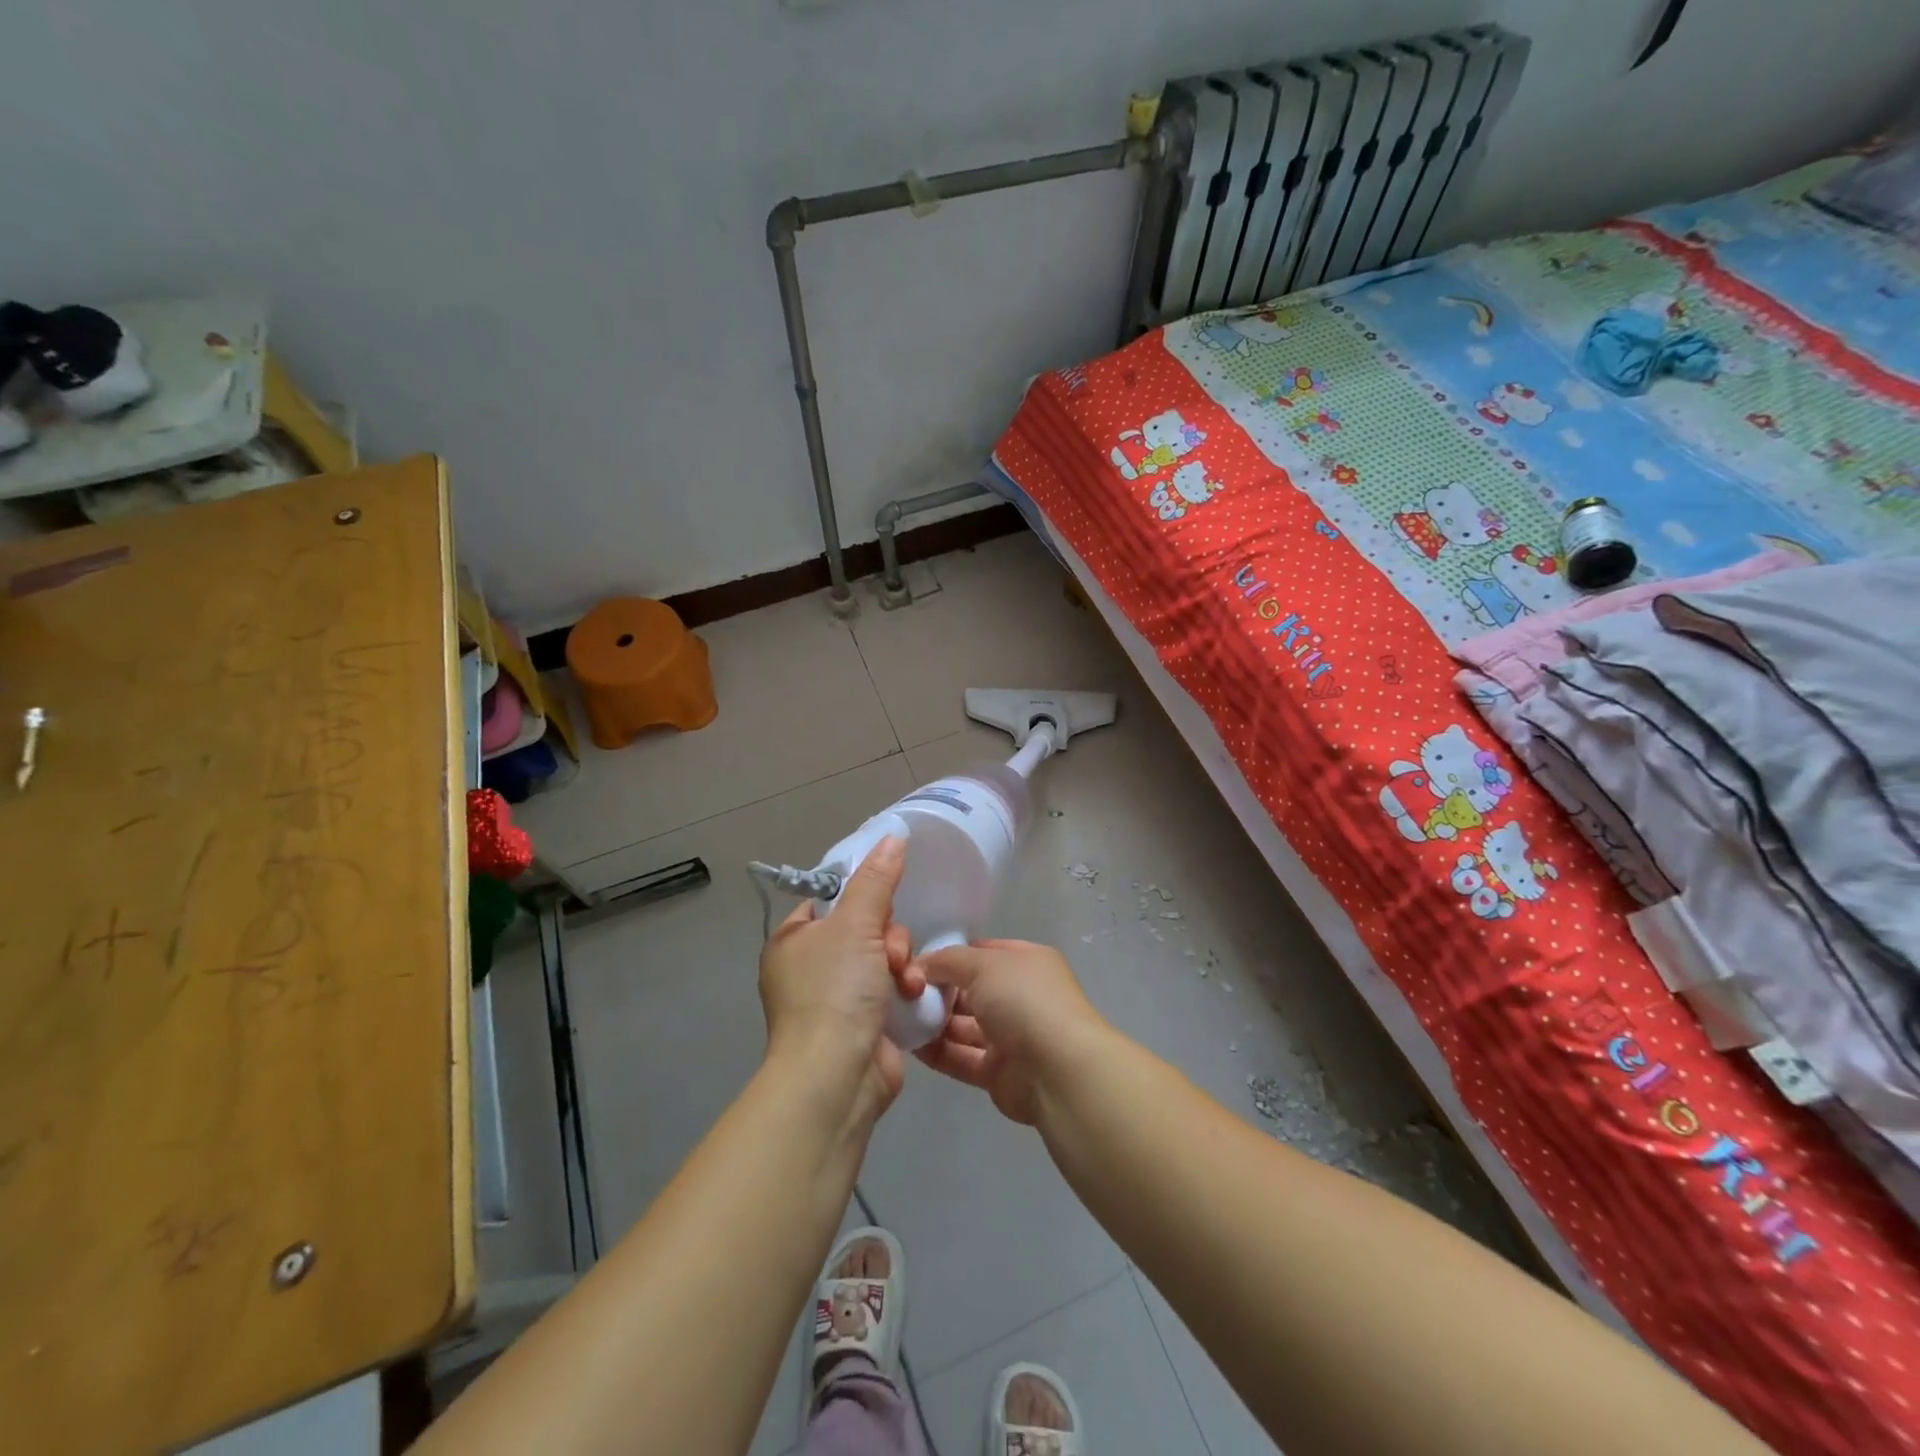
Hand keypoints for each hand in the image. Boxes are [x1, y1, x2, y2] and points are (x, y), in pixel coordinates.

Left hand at [758, 837, 925, 1121]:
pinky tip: (912, 997)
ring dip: (901, 965)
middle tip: (890, 954)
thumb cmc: (834, 991)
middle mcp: (811, 967)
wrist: (837, 1077)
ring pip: (884, 958)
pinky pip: (891, 989)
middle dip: (888, 938)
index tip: (883, 901)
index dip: (862, 896)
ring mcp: (837, 999)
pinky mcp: (864, 1024)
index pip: (831, 899)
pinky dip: (904, 991)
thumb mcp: (854, 924)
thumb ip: (876, 880)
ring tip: (904, 983)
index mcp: (794, 941)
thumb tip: (893, 835)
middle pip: (865, 927)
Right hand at [913, 939, 1111, 1124]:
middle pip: (970, 989)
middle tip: (901, 992)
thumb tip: (921, 965)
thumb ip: (949, 961)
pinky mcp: (998, 1073)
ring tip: (898, 1018)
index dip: (951, 955)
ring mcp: (1011, 1036)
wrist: (1057, 1070)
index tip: (916, 962)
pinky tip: (908, 1045)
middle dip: (938, 990)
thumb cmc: (1024, 1001)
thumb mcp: (984, 964)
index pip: (983, 952)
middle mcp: (1020, 996)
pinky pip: (961, 1057)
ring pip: (964, 1025)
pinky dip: (937, 1051)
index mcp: (1026, 963)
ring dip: (933, 1022)